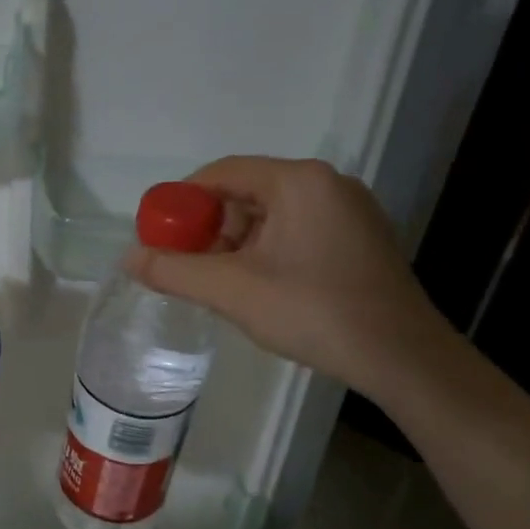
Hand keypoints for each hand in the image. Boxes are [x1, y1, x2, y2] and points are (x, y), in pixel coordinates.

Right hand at [128, 157, 457, 396]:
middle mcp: (327, 184)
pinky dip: (264, 252)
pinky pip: (296, 232)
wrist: (400, 356)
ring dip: (234, 244)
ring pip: (271, 216)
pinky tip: (254, 287)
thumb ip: (174, 271)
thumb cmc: (312, 312)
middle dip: (208, 227)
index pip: (223, 172)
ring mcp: (348, 212)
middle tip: (184, 264)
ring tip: (215, 283)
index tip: (157, 234)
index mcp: (299, 181)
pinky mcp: (358, 240)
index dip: (181, 200)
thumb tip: (129, 258)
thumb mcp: (232, 291)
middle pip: (247, 192)